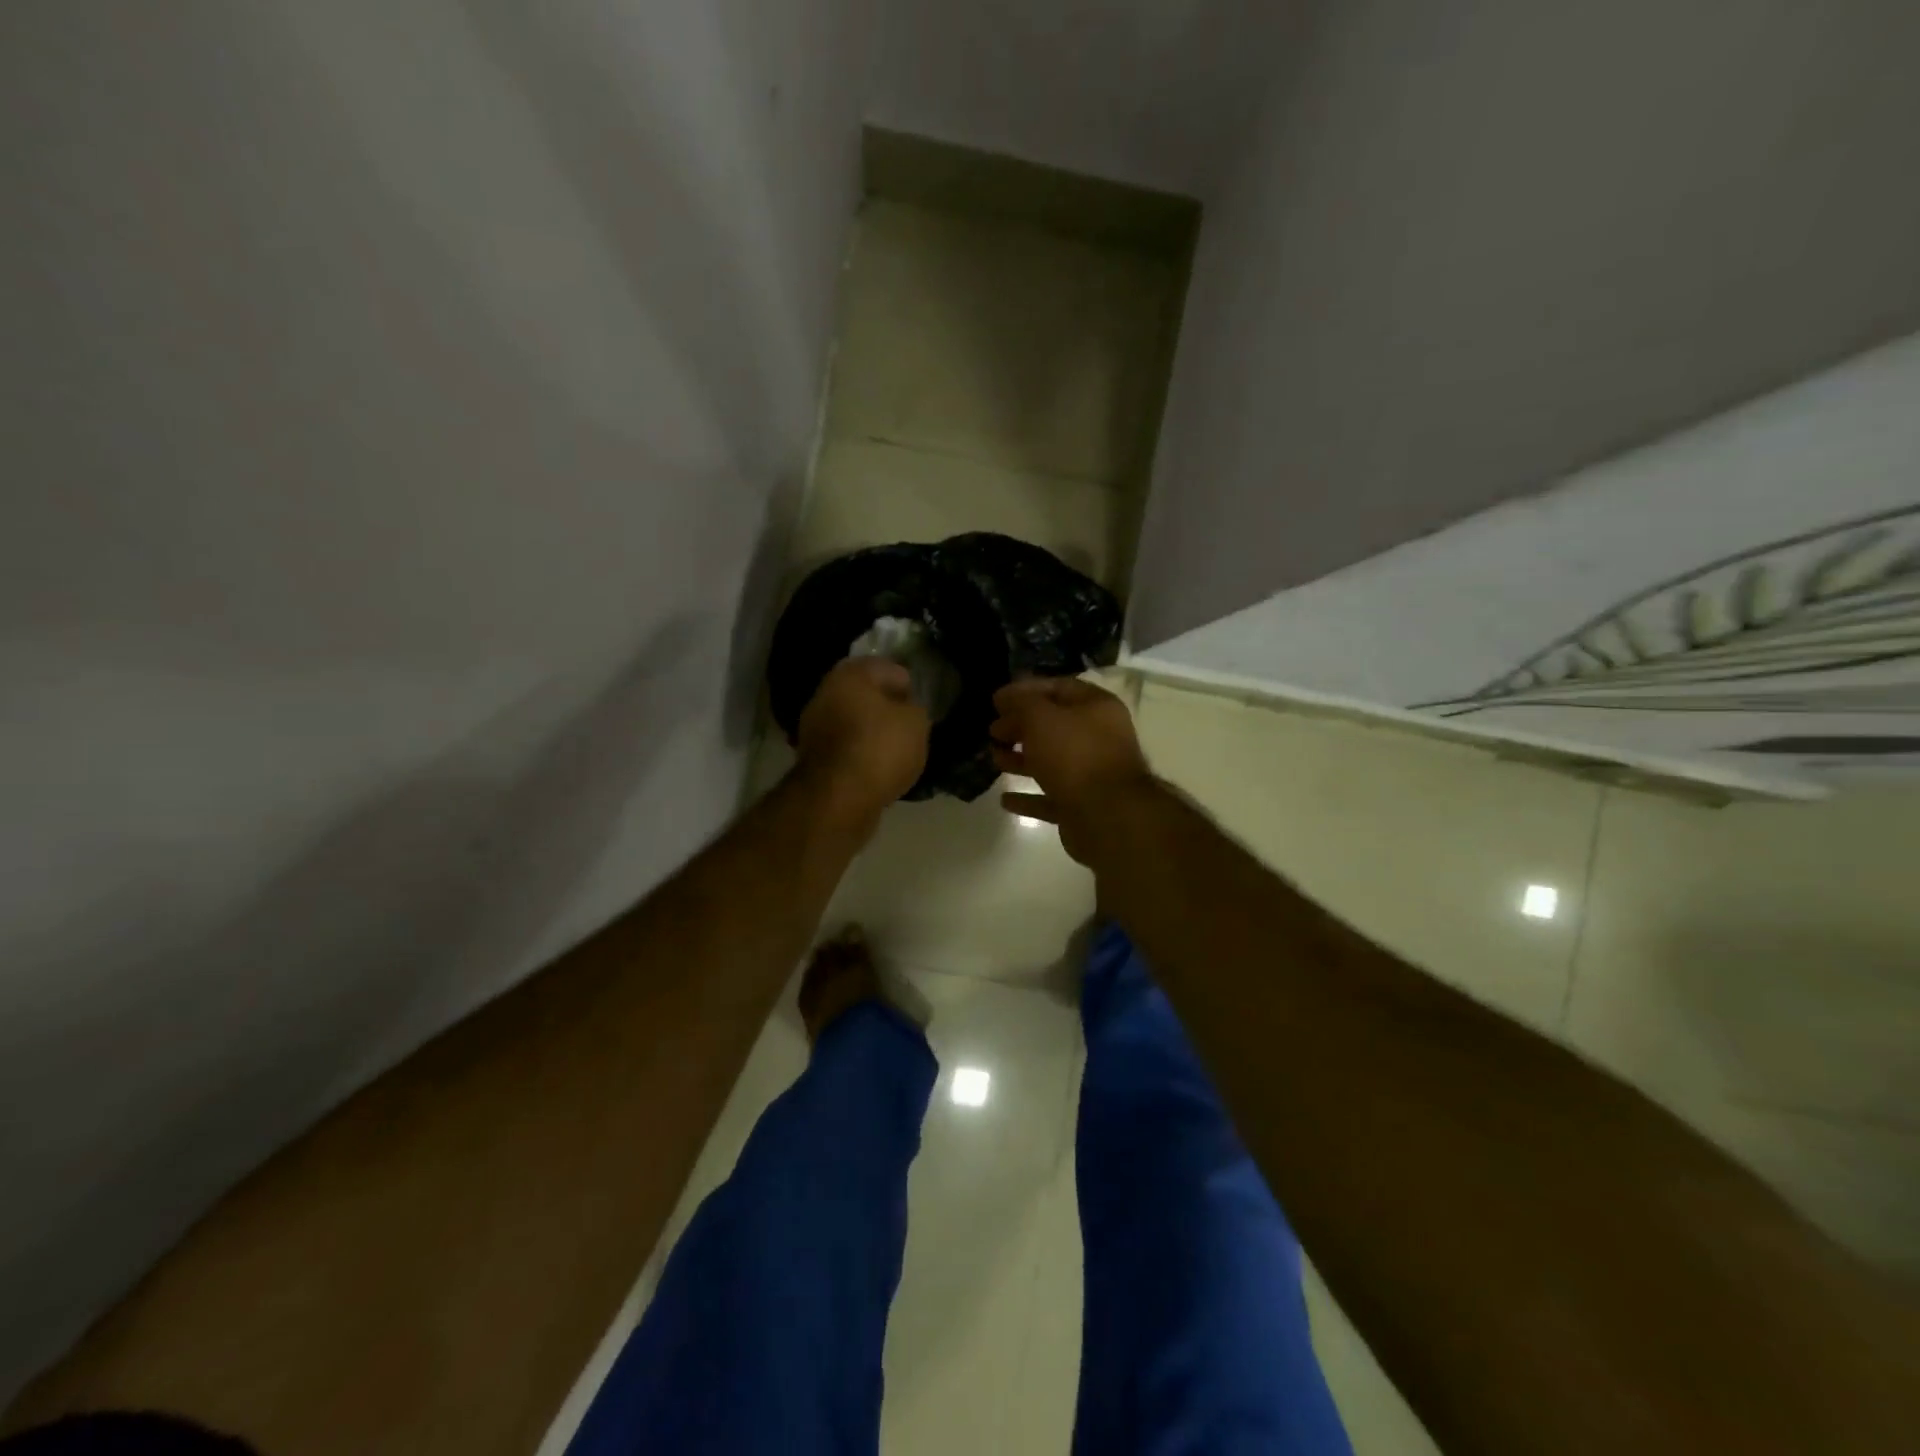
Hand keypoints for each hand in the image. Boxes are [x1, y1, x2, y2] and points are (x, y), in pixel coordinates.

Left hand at [795, 657, 930, 822]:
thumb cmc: (880, 748)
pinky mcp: (813, 756)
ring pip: (853, 721)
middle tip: (910, 726)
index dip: (909, 686)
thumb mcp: (917, 723)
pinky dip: (860, 753)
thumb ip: (915, 709)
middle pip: (866, 695)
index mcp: (851, 673)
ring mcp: (814, 725)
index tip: (921, 705)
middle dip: (887, 708)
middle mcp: (826, 692)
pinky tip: (878, 767)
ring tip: (897, 750)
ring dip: (872, 731)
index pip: (888, 669)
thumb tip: (906, 710)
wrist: (838, 798)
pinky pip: (846, 747)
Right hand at [989, 677, 1152, 861]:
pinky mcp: (1082, 806)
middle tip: (993, 731)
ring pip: (1051, 761)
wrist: (1107, 816)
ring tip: (994, 758)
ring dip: (1021, 760)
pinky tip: (1005, 800)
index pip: (1058, 688)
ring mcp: (1092, 774)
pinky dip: (1029, 797)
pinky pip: (1050, 796)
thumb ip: (1021, 703)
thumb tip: (1005, 697)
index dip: (1025, 690)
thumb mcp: (1041, 717)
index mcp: (1096, 707)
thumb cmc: (1074, 755)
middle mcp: (1098, 737)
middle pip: (1054, 726)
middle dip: (1020, 726)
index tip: (996, 700)